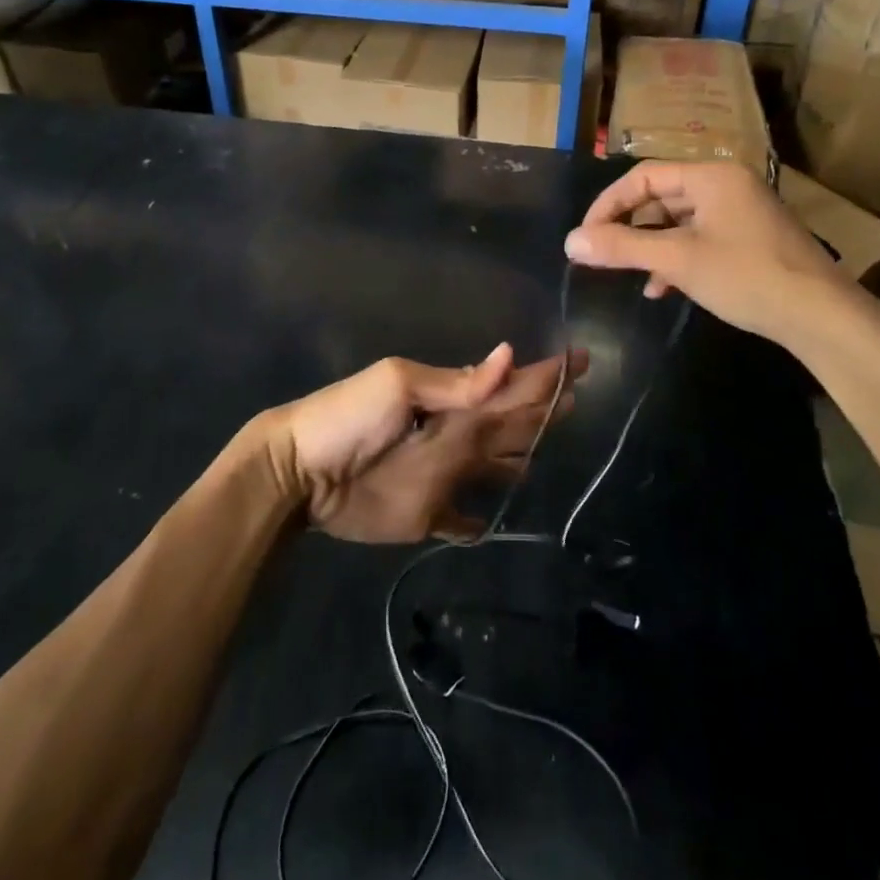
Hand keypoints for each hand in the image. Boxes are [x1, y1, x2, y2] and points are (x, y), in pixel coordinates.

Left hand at [262, 345, 585, 543]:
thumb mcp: (399, 386)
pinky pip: (459, 521)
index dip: (545, 375)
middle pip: (511, 422)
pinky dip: (475, 522)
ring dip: (520, 456)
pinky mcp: (426, 515)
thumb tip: (509, 356)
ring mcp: (443, 476)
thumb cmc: (348, 418)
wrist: (298, 472)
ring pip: (494, 464)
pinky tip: (491, 523)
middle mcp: (457, 436)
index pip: (510, 384)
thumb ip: (455, 383)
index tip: (582, 360)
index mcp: (453, 402)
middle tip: (579, 399)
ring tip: (548, 452)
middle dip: (543, 409)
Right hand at [564, 161, 852, 347]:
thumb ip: (622, 247)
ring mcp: (740, 212)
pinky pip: (698, 238)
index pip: (643, 176)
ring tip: (630, 275)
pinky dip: (675, 258)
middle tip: (602, 256)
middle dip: (629, 228)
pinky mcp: (748, 239)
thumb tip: (569, 242)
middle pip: (660, 197)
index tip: (586, 236)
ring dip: (650, 247)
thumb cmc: (746, 276)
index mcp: (711, 176)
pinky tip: (662, 287)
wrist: (822, 316)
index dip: (608, 204)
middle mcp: (726, 185)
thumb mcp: (677, 260)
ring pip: (678, 221)